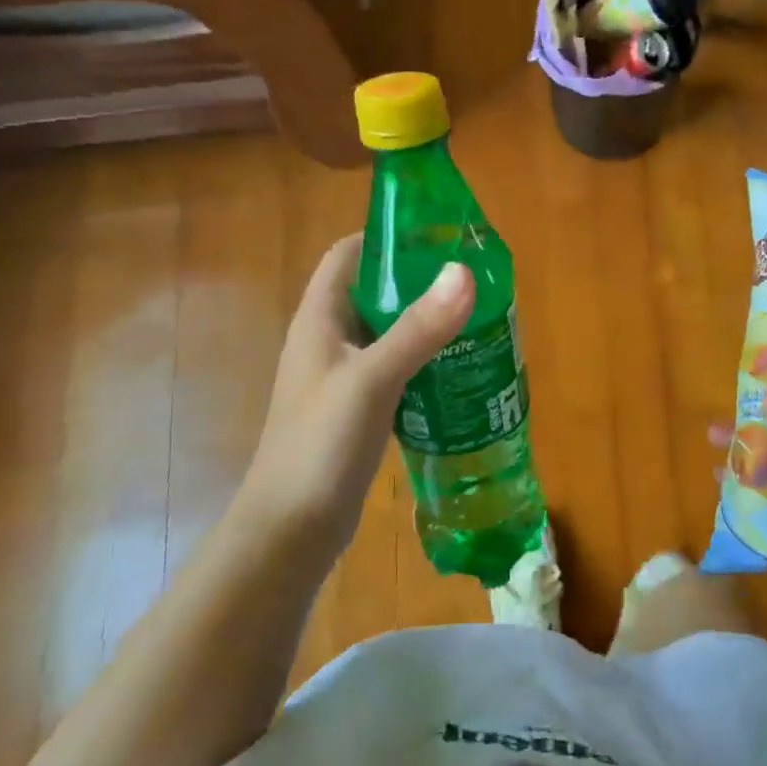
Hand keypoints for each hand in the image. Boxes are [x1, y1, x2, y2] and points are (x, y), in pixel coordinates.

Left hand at [234, 235, 473, 561]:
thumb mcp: (373, 379)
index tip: (437, 234)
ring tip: (475, 316)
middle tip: (471, 278)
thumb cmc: (321, 445)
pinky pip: (395, 368)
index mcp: (319, 319)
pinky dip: (423, 360)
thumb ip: (418, 328)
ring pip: (388, 332)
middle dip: (418, 280)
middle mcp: (328, 340)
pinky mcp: (357, 409)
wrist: (290, 531)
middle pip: (373, 291)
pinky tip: (459, 367)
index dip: (386, 237)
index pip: (348, 255)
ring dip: (424, 321)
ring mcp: (342, 377)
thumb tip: (463, 271)